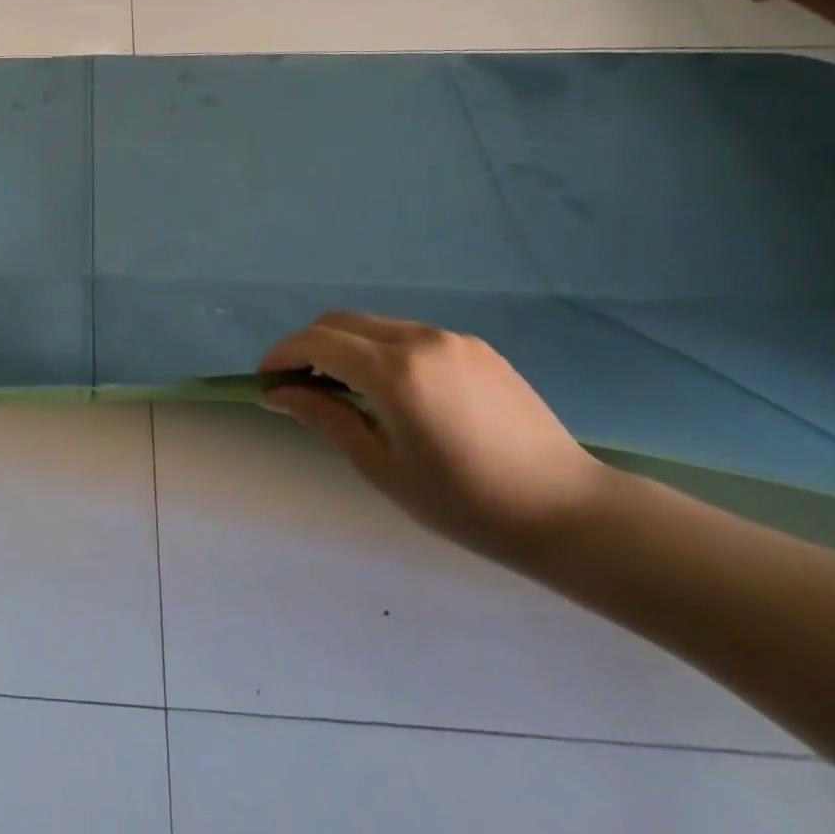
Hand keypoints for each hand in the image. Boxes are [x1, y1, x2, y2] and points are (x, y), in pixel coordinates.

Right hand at [259, 312, 612, 561]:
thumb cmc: (465, 502)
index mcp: (394, 371)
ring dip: (343, 346)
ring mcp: (450, 338)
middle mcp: (419, 339)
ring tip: (339, 388)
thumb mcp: (380, 466)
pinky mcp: (474, 347)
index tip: (265, 380)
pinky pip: (408, 334)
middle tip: (296, 385)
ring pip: (373, 325)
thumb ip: (324, 417)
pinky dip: (379, 349)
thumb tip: (277, 393)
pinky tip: (388, 390)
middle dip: (307, 346)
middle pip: (339, 323)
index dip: (282, 355)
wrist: (569, 511)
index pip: (316, 343)